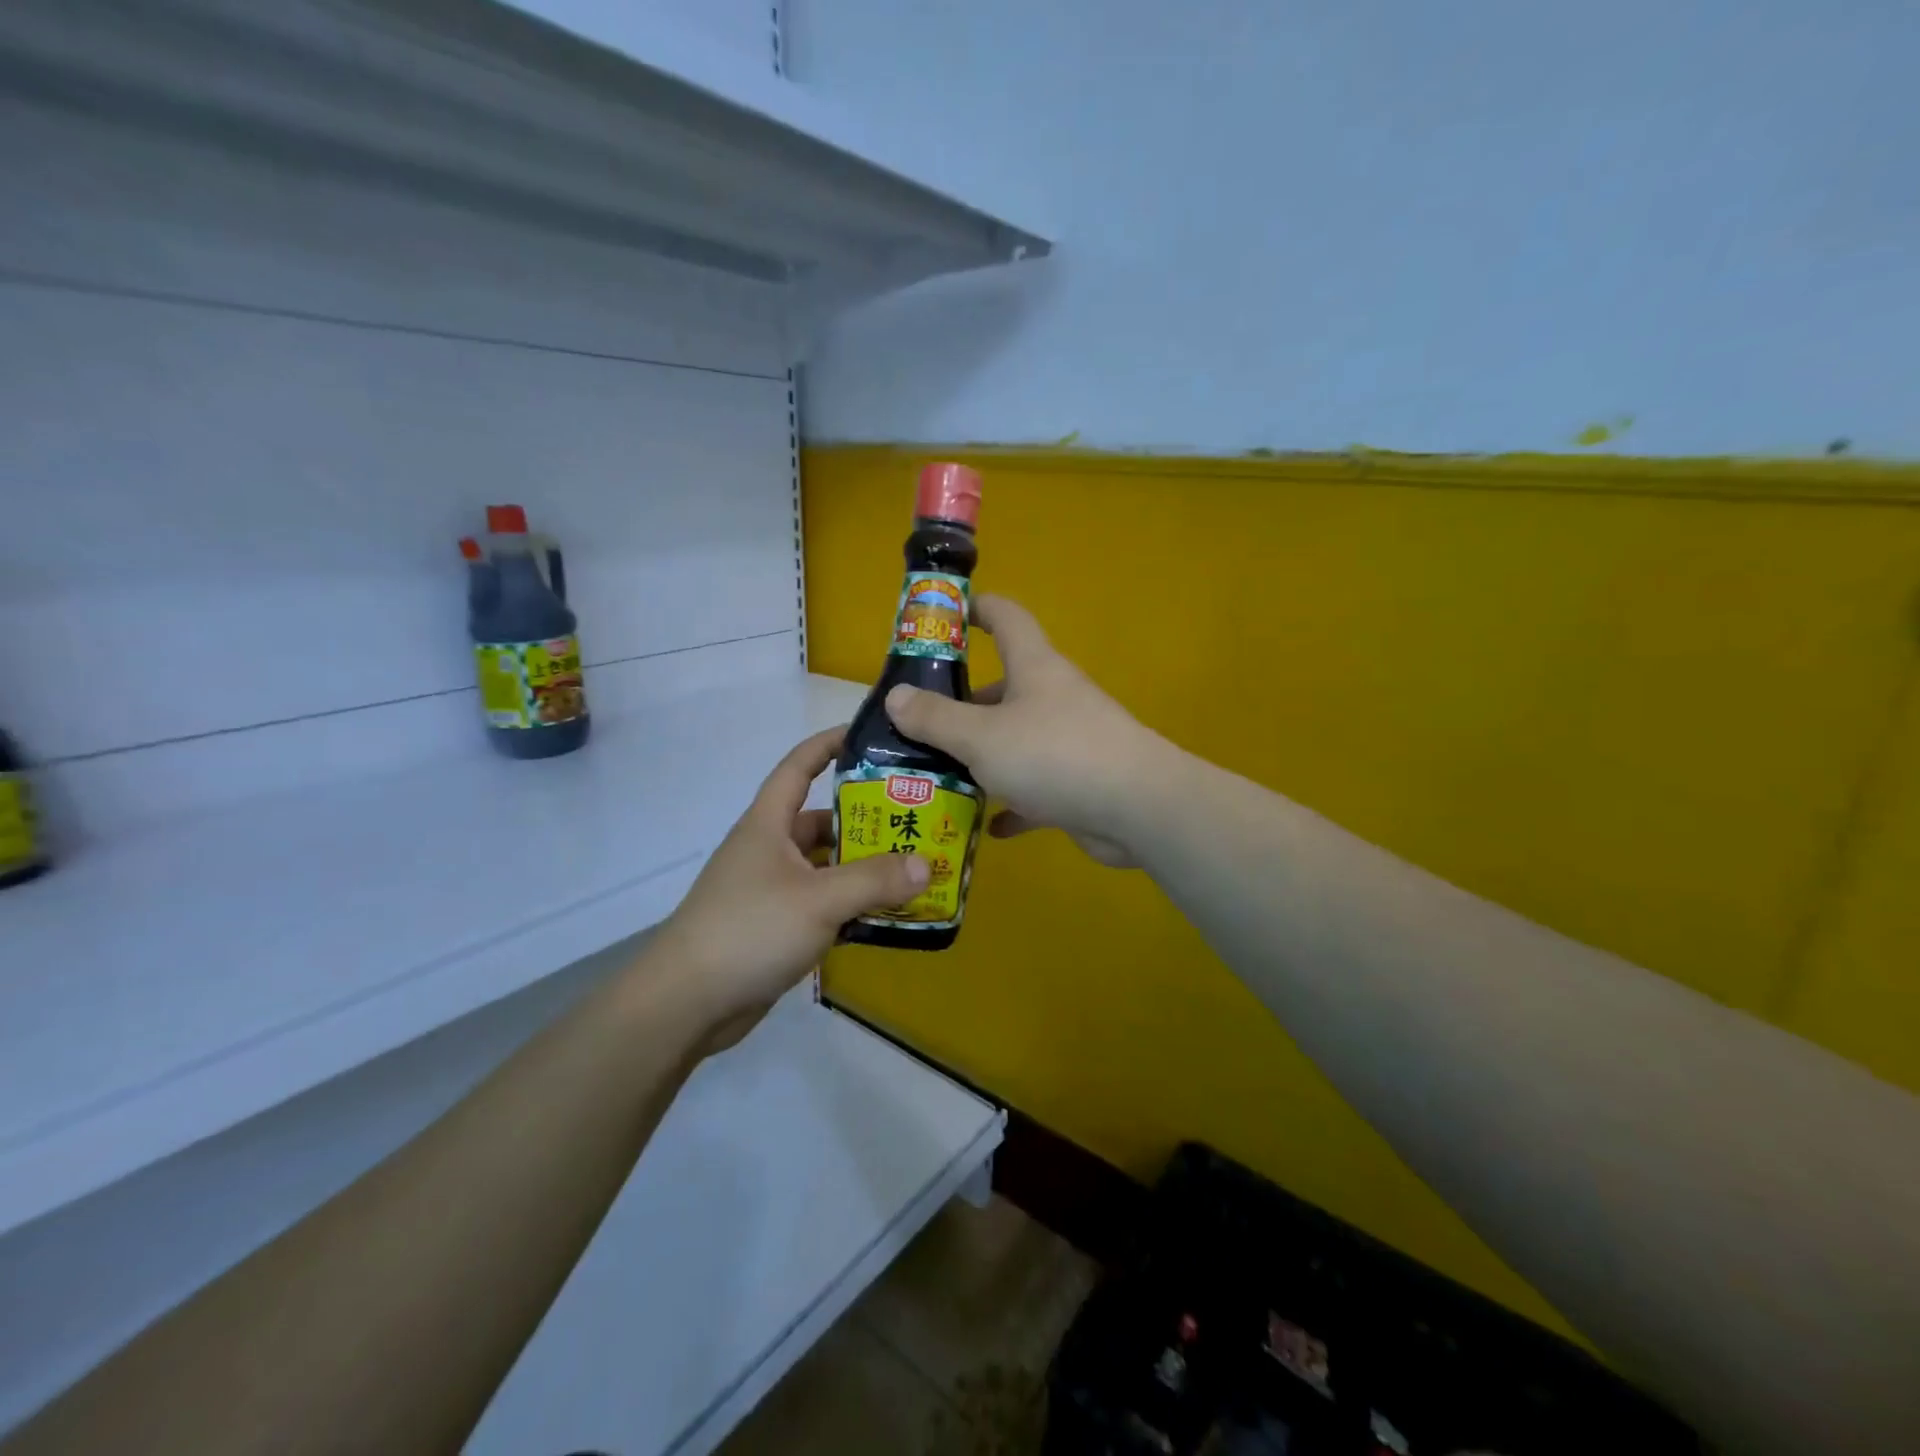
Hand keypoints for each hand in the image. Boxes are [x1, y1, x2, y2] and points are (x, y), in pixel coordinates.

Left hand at [649, 728, 928, 1045]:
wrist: (686, 1004)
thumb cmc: (749, 931)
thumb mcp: (818, 899)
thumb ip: (874, 880)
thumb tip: (925, 864)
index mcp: (768, 824)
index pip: (798, 766)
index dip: (830, 744)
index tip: (870, 736)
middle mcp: (769, 849)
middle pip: (822, 821)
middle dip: (865, 819)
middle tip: (915, 819)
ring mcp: (771, 889)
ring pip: (826, 866)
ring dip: (863, 868)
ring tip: (913, 868)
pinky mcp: (776, 926)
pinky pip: (823, 903)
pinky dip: (852, 905)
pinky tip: (887, 915)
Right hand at [884, 594, 1168, 868]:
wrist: (1138, 809)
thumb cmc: (1054, 755)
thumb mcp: (982, 736)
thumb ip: (935, 718)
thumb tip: (895, 696)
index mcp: (1034, 668)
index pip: (1007, 618)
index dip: (977, 608)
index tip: (945, 615)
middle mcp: (1053, 697)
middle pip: (1002, 687)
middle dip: (961, 703)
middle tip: (917, 724)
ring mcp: (1069, 740)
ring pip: (1015, 740)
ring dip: (981, 756)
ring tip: (936, 774)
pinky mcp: (1079, 782)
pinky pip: (1035, 787)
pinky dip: (1012, 802)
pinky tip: (987, 823)